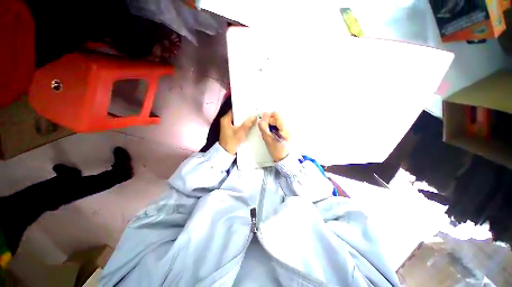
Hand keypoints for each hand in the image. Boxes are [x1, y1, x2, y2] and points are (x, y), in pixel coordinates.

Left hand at [219, 110, 256, 154]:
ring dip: (245, 120)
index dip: (242, 108)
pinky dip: (243, 125)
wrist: (226, 152)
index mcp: (226, 119)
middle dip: (245, 115)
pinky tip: (250, 125)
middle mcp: (226, 121)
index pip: (235, 110)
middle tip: (254, 112)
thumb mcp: (241, 132)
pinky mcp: (231, 131)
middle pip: (237, 115)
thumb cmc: (232, 141)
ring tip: (253, 117)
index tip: (251, 107)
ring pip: (238, 121)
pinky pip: (238, 125)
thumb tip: (254, 115)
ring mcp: (228, 126)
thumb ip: (248, 123)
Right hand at [258, 112, 289, 161]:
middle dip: (270, 121)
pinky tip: (275, 133)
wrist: (285, 158)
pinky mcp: (289, 130)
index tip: (266, 126)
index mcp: (285, 128)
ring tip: (272, 132)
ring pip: (278, 119)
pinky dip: (276, 126)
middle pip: (277, 116)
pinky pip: (280, 124)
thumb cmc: (276, 151)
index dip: (268, 118)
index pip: (276, 114)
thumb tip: (263, 114)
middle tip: (268, 130)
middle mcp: (290, 125)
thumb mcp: (268, 139)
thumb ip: (264, 126)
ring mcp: (290, 128)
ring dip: (273, 124)